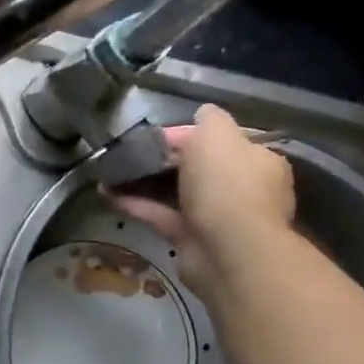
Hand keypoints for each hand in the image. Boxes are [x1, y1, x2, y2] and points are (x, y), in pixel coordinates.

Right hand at [113, 104, 295, 294]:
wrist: (228, 250)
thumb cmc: (226, 184)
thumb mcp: (217, 135)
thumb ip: (209, 120)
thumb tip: (201, 113)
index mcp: (256, 160)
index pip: (220, 140)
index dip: (187, 134)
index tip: (156, 135)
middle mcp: (241, 188)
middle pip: (197, 167)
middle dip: (164, 160)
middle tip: (130, 154)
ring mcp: (217, 216)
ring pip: (176, 192)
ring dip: (145, 182)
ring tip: (111, 173)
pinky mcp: (192, 238)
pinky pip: (161, 215)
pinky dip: (137, 204)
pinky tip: (107, 194)